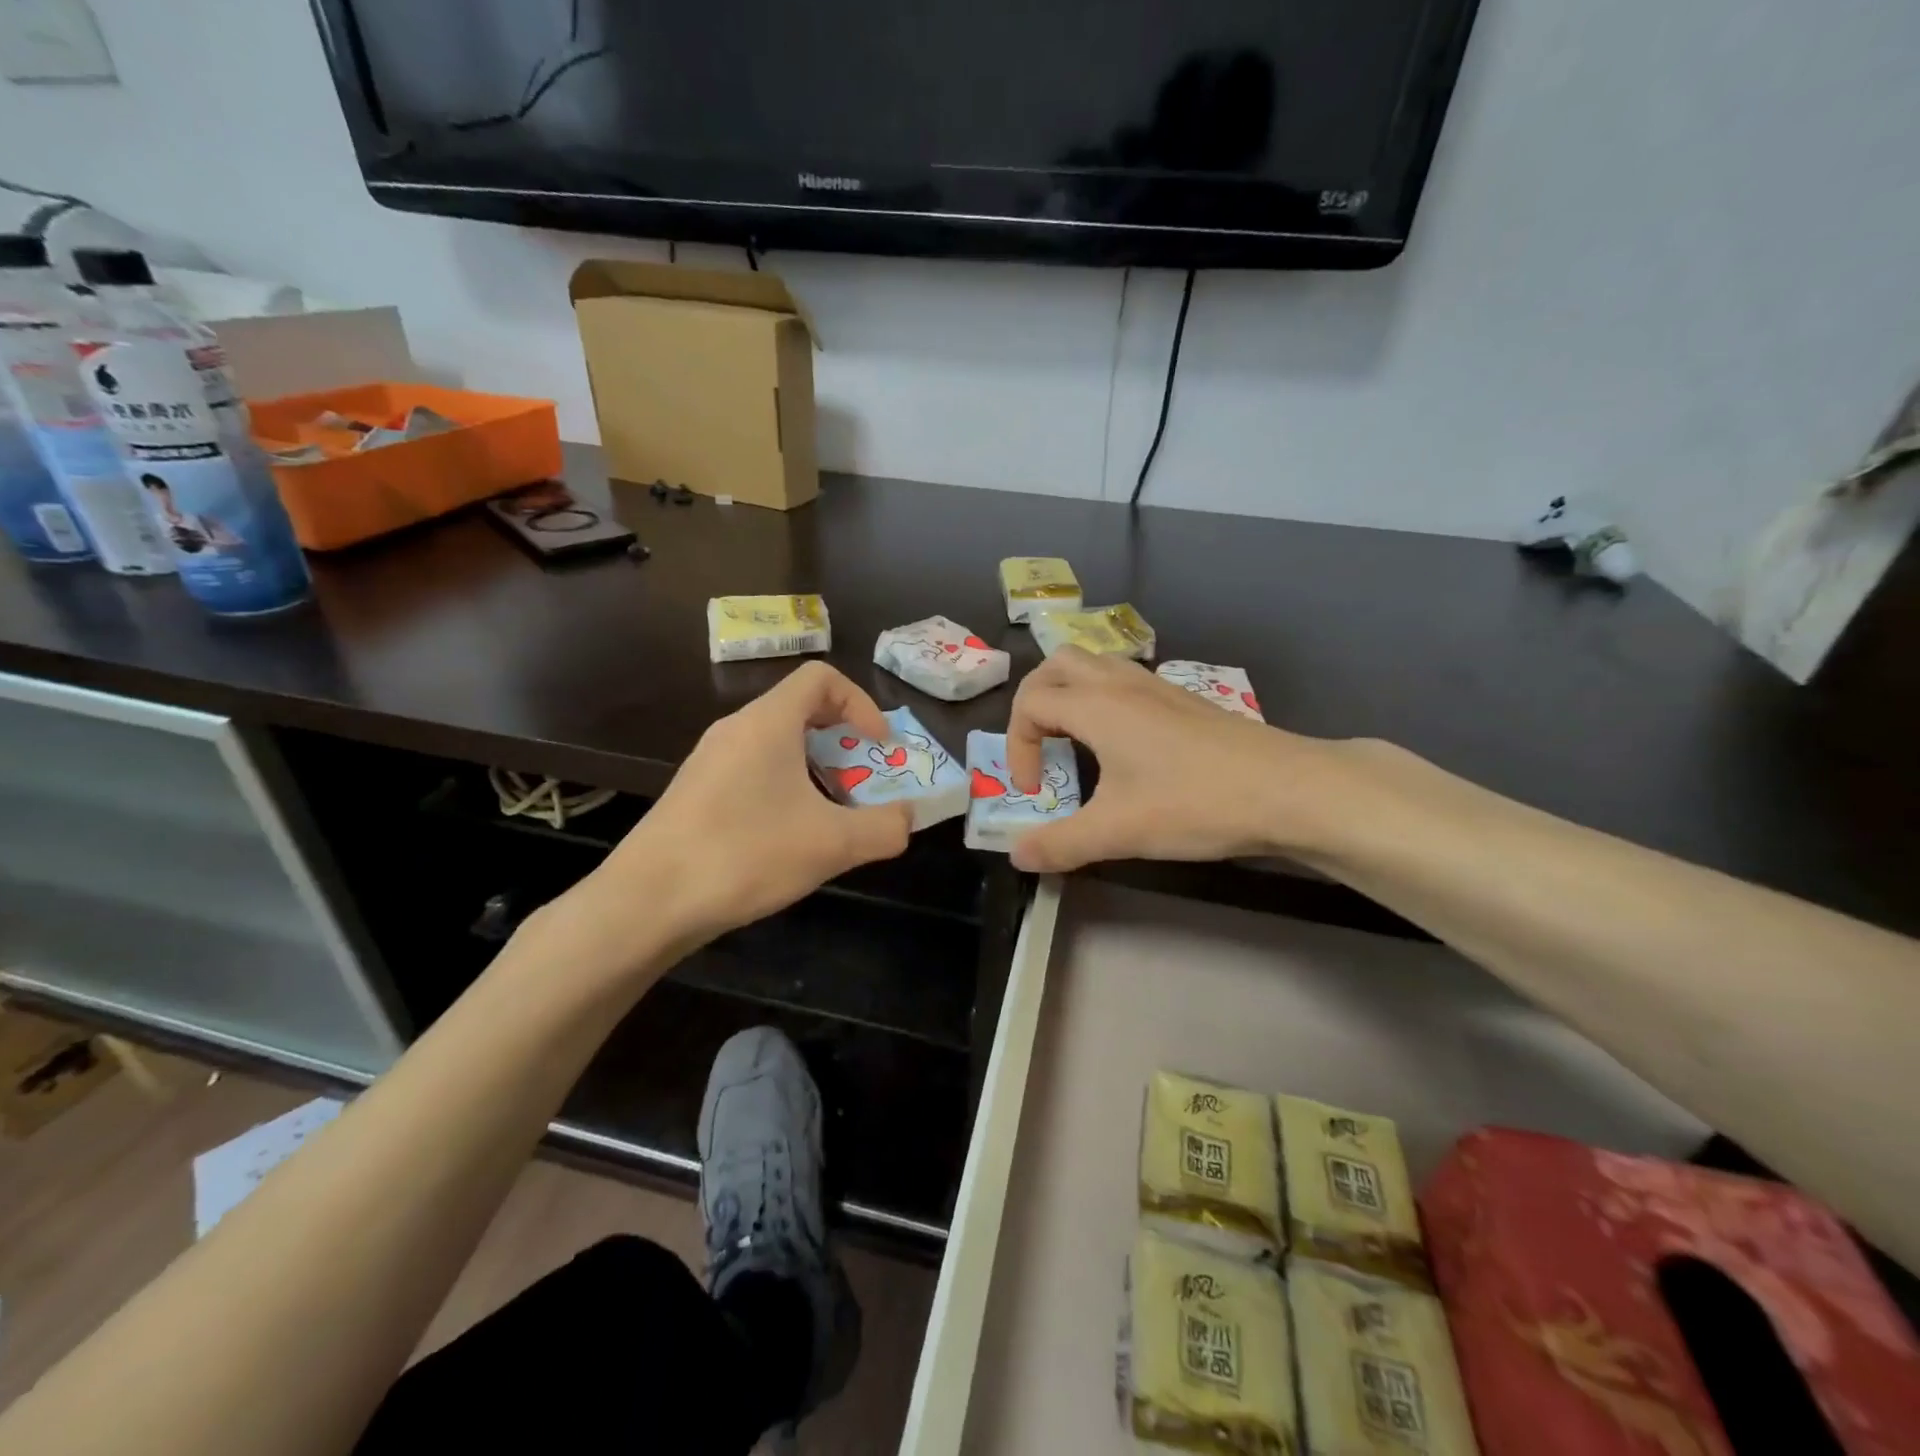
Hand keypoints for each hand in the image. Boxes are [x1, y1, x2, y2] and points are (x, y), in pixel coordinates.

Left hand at [549, 663, 912, 978]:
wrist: (647, 902)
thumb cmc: (745, 854)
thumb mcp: (831, 844)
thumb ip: (884, 828)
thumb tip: (907, 818)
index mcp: (768, 722)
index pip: (821, 678)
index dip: (861, 704)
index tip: (878, 747)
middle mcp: (735, 729)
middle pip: (801, 710)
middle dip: (843, 742)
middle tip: (862, 783)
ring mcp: (710, 761)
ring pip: (777, 745)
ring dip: (815, 769)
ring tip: (831, 816)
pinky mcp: (696, 792)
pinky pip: (753, 771)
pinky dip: (785, 788)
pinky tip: (788, 837)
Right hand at [1005, 647, 1333, 872]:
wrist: (1287, 788)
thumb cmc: (1194, 803)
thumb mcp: (1118, 833)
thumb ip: (1060, 844)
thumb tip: (1017, 855)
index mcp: (1096, 706)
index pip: (1030, 703)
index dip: (1017, 747)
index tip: (1034, 792)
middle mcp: (1121, 684)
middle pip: (1057, 665)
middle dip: (1034, 702)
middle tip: (1039, 745)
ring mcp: (1156, 687)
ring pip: (1095, 665)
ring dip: (1070, 695)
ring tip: (1074, 740)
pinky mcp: (1183, 700)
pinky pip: (1125, 680)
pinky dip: (1104, 700)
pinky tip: (1123, 744)